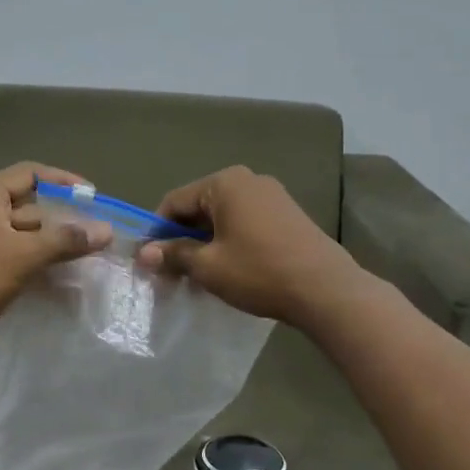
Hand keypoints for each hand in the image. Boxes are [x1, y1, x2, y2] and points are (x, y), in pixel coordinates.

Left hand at [0, 163, 112, 352]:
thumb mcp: (25, 256)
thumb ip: (66, 240)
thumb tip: (107, 229)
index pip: (30, 173)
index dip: (64, 181)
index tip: (94, 198)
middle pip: (29, 202)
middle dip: (63, 216)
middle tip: (96, 231)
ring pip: (24, 230)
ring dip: (53, 239)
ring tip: (87, 253)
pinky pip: (16, 250)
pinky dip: (38, 256)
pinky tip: (62, 271)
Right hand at [137, 166, 361, 326]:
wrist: (326, 289)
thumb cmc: (259, 271)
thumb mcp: (208, 266)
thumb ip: (173, 254)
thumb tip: (143, 254)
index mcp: (224, 183)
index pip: (174, 202)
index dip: (156, 232)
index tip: (149, 263)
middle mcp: (247, 180)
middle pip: (199, 208)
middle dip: (181, 240)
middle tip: (171, 275)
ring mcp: (271, 195)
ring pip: (222, 218)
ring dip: (204, 244)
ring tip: (197, 277)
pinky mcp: (287, 215)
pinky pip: (244, 223)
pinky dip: (228, 243)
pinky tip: (227, 271)